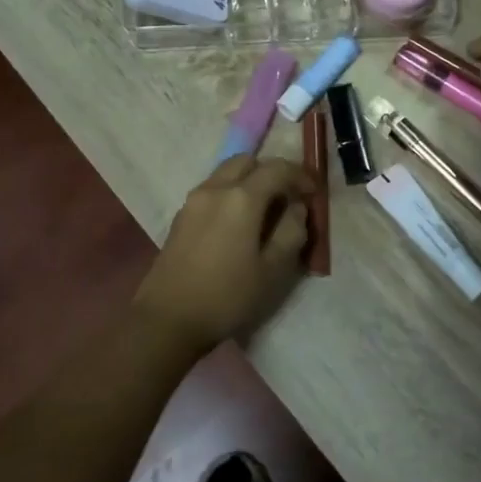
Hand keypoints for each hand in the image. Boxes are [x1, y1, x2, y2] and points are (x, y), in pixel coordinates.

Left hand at [135, 156, 313, 352]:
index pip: (277, 169)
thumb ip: (292, 232)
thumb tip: (296, 208)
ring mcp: (193, 200)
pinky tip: (237, 224)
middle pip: (247, 161)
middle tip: (286, 198)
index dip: (300, 176)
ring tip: (263, 212)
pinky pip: (212, 190)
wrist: (168, 319)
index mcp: (241, 198)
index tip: (312, 194)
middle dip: (271, 172)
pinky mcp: (181, 216)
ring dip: (248, 181)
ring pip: (226, 173)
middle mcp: (215, 188)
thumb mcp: (273, 270)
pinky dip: (230, 194)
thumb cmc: (227, 296)